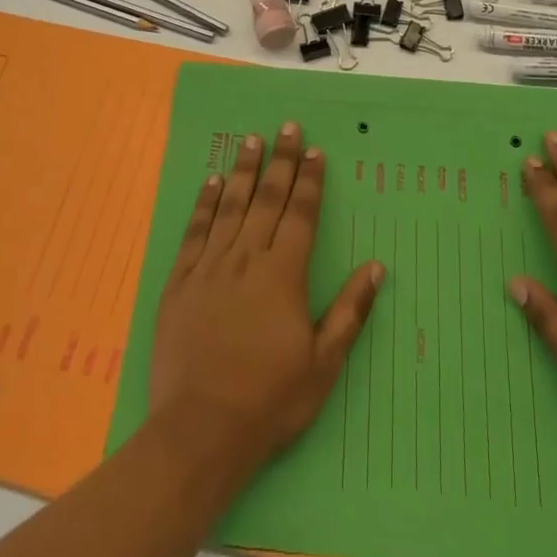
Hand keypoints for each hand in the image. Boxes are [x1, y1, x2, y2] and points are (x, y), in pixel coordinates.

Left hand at [147, 122, 383, 477]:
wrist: (201, 430)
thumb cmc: (270, 400)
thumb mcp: (323, 364)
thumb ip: (349, 311)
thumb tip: (376, 267)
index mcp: (283, 275)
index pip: (300, 214)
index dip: (309, 180)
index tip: (314, 150)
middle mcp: (247, 259)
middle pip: (266, 199)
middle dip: (280, 161)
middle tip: (286, 126)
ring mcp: (210, 267)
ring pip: (230, 206)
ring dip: (243, 170)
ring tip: (251, 139)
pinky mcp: (180, 282)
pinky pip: (194, 232)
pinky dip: (205, 204)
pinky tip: (211, 182)